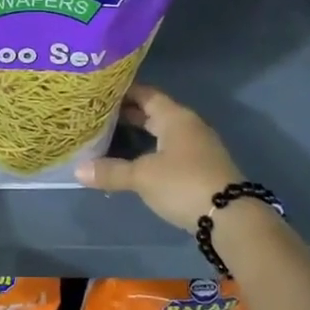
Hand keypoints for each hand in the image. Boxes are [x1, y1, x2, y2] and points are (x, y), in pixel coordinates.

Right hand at [75, 85, 244, 231]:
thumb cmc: (183, 183)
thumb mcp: (142, 177)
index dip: (123, 92)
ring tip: (110, 136)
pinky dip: (150, 150)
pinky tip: (134, 161)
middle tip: (97, 115)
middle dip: (127, 114)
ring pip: (162, 132)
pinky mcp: (201, 167)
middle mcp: (188, 125)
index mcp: (175, 117)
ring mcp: (197, 147)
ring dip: (139, 134)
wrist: (232, 217)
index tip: (99, 92)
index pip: (145, 94)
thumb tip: (78, 169)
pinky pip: (169, 150)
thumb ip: (111, 171)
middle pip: (154, 112)